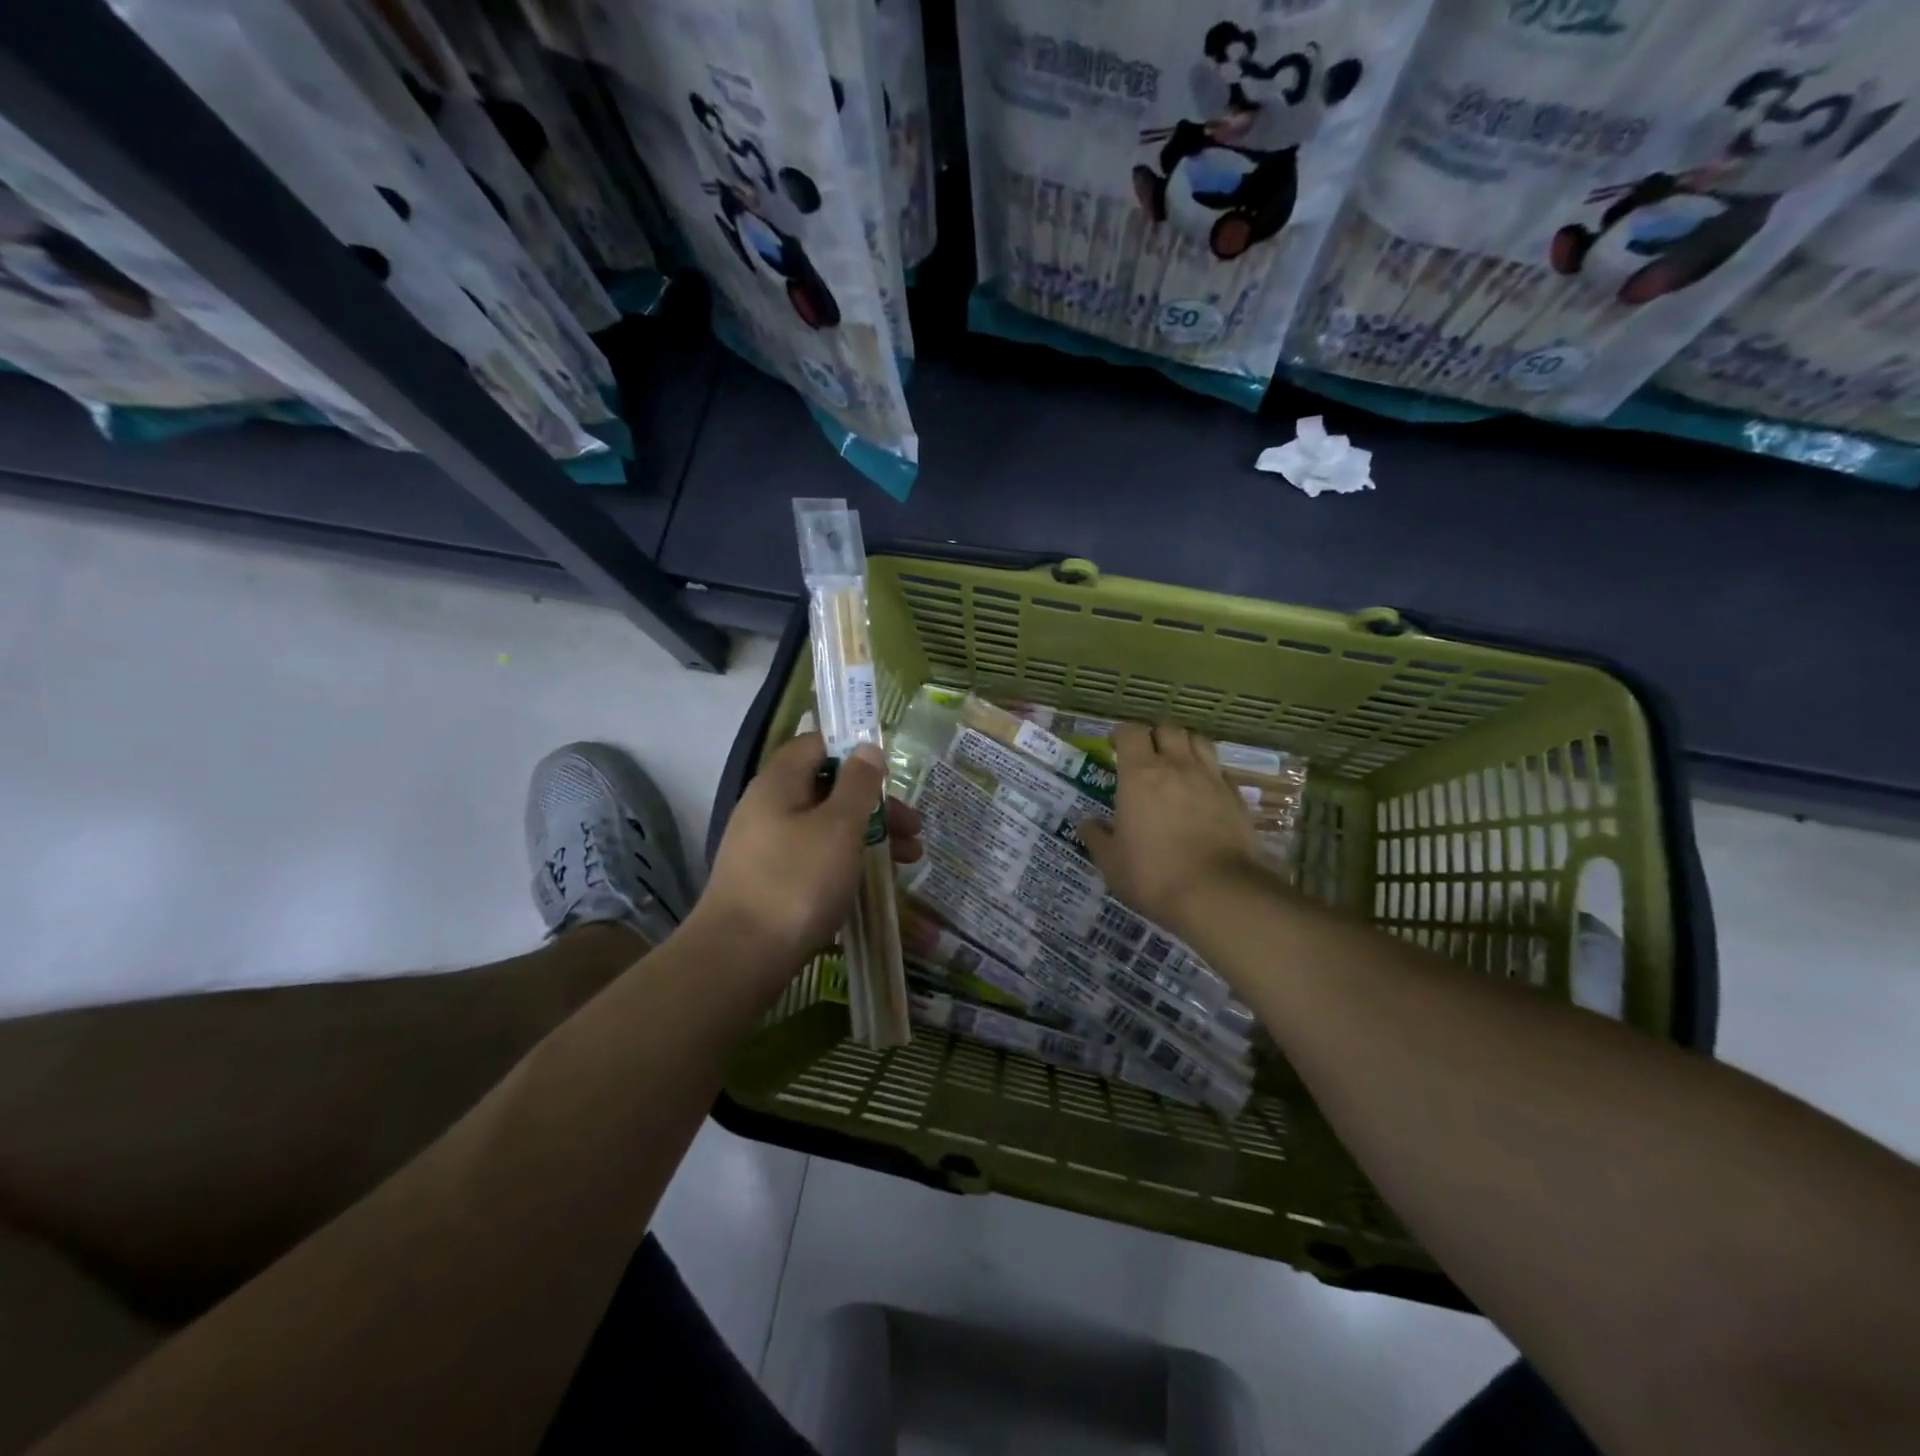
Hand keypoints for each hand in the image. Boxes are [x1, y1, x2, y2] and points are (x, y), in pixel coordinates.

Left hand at [695, 733, 921, 972]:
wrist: (740, 958)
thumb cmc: (797, 881)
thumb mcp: (838, 826)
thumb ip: (858, 785)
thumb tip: (867, 748)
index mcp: (779, 783)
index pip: (817, 745)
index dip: (854, 751)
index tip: (889, 774)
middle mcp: (768, 808)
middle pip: (828, 790)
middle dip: (875, 805)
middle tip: (913, 829)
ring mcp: (767, 848)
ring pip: (826, 828)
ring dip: (869, 837)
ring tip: (909, 861)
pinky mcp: (772, 882)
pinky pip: (816, 859)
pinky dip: (847, 863)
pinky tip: (874, 883)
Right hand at [1079, 722, 1266, 935]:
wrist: (1217, 893)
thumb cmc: (1153, 874)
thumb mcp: (1111, 862)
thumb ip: (1097, 837)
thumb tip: (1086, 822)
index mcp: (1139, 774)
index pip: (1130, 732)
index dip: (1121, 735)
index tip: (1114, 747)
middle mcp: (1176, 766)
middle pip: (1167, 729)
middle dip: (1154, 736)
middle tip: (1146, 756)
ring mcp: (1210, 779)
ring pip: (1198, 741)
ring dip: (1184, 745)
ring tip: (1177, 764)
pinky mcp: (1236, 797)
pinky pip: (1220, 770)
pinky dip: (1208, 772)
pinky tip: (1203, 791)